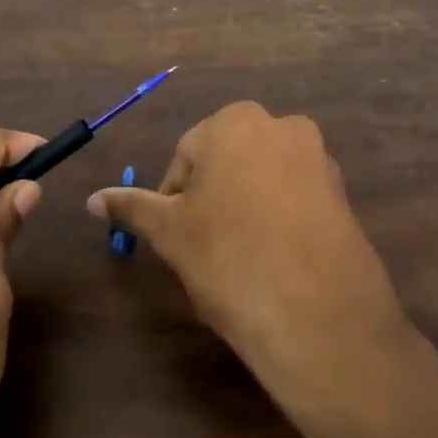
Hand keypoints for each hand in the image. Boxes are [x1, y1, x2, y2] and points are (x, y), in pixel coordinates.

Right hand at [86, 101, 416, 437]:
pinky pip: (296, 200)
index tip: (176, 237)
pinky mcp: (344, 195)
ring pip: (262, 180)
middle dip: (211, 198)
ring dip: (245, 208)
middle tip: (204, 247)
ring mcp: (320, 159)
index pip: (186, 156)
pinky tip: (275, 261)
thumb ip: (132, 207)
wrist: (318, 316)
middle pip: (227, 162)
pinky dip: (280, 221)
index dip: (174, 198)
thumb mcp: (171, 233)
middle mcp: (283, 126)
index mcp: (235, 122)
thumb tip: (93, 198)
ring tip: (240, 258)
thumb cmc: (228, 258)